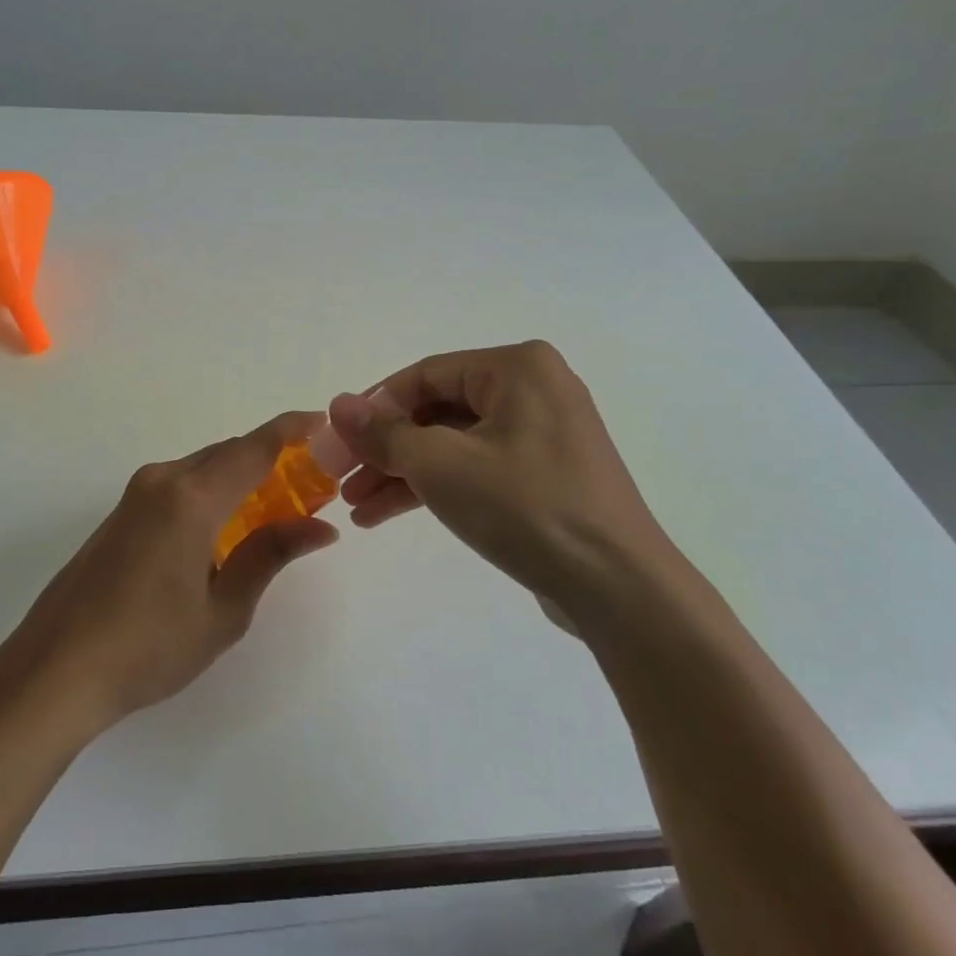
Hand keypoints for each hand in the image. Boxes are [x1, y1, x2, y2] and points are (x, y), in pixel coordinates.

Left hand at [0, 413, 339, 729]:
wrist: (55, 670)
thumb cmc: (149, 647)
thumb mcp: (224, 610)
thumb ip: (270, 555)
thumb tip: (320, 527)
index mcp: (192, 498)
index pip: (254, 448)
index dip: (291, 429)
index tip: (323, 421)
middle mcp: (163, 481)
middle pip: (228, 453)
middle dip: (270, 458)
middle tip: (308, 482)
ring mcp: (135, 495)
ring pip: (202, 468)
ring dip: (238, 476)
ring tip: (272, 507)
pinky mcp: (120, 514)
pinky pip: (178, 485)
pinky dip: (211, 491)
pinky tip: (223, 527)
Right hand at [327, 341, 670, 605]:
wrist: (617, 587)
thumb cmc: (526, 507)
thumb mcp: (441, 465)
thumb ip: (384, 433)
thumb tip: (337, 405)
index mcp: (516, 368)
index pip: (425, 375)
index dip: (374, 408)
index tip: (337, 443)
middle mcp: (532, 390)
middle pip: (437, 410)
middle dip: (386, 449)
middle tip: (342, 480)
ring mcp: (541, 434)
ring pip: (453, 443)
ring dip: (404, 473)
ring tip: (358, 507)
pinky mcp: (544, 475)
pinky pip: (476, 468)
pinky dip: (436, 487)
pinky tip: (388, 515)